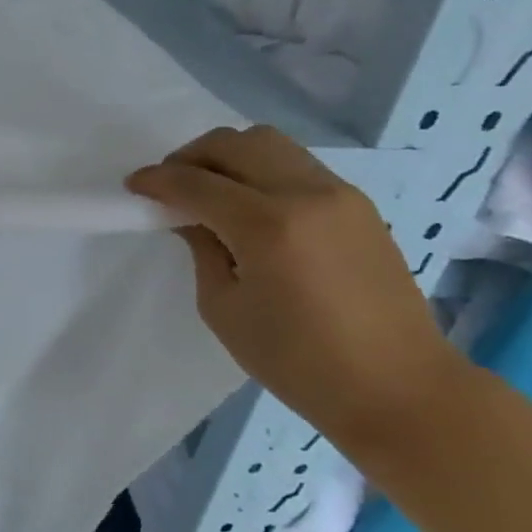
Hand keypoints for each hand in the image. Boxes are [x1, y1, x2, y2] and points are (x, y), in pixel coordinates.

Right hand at [128, 126, 466, 432]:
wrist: (399, 387)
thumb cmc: (299, 362)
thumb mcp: (224, 309)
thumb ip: (203, 250)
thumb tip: (191, 219)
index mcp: (268, 227)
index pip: (197, 183)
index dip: (157, 180)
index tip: (133, 185)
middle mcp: (306, 195)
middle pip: (235, 143)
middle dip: (191, 156)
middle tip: (169, 184)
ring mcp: (340, 194)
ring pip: (270, 143)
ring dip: (228, 156)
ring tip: (208, 188)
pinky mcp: (359, 205)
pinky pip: (296, 164)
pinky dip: (260, 170)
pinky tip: (248, 205)